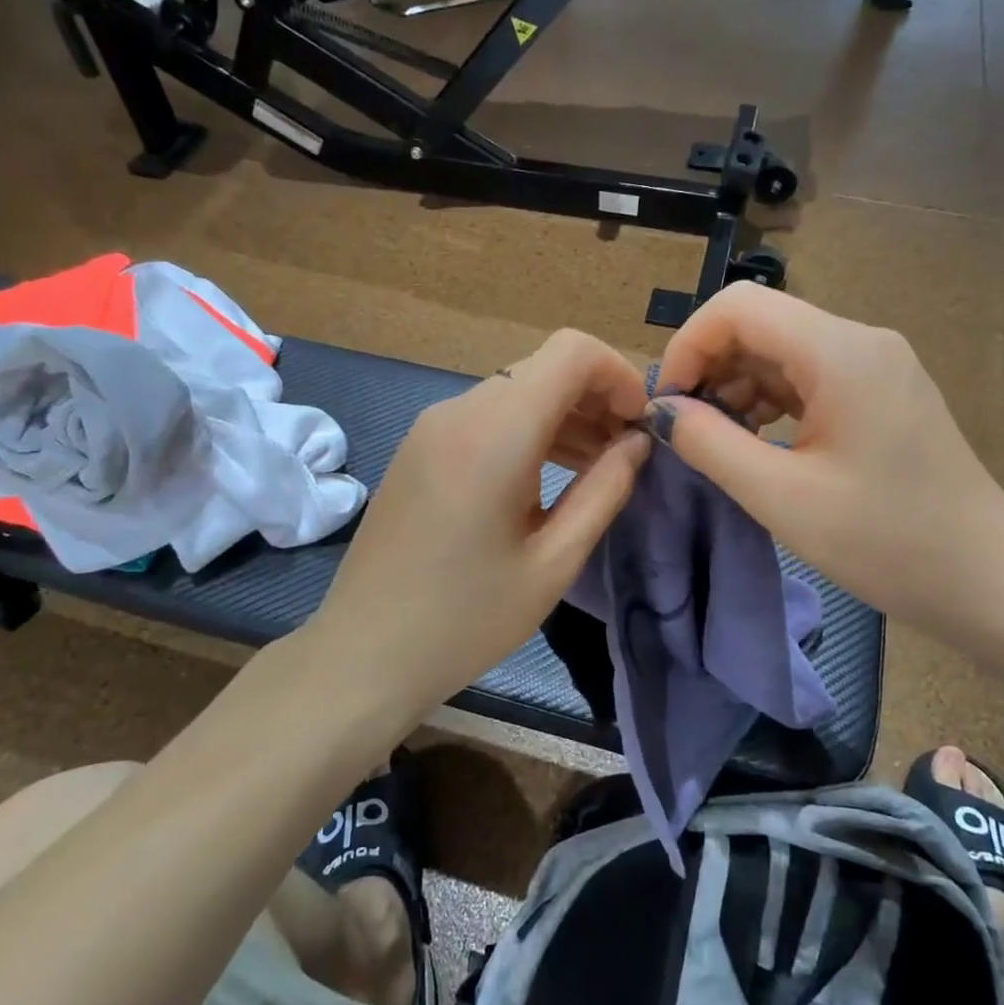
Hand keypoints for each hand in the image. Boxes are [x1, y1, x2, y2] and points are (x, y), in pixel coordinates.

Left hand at [312, 329, 650, 704]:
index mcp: (494, 434)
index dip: (618, 375)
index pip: (571, 351)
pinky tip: (544, 477)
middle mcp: (458, 411)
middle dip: (595, 398)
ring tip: (594, 468)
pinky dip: (527, 430)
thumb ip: (604, 491)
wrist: (364, 652)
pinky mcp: (418, 447)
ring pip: (516, 391)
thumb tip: (638, 442)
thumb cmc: (466, 620)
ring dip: (563, 416)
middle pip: (544, 368)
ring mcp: (431, 427)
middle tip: (625, 454)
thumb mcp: (553, 562)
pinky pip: (486, 416)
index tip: (639, 425)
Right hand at [652, 283, 1003, 629]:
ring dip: (737, 386)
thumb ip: (710, 444)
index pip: (738, 306)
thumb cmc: (886, 541)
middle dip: (710, 367)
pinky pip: (808, 375)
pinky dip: (770, 399)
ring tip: (719, 441)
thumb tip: (663, 411)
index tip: (668, 403)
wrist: (988, 578)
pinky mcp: (881, 391)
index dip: (689, 344)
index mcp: (840, 352)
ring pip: (781, 349)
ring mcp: (876, 364)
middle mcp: (860, 341)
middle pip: (761, 323)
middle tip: (686, 428)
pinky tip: (757, 440)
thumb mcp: (782, 497)